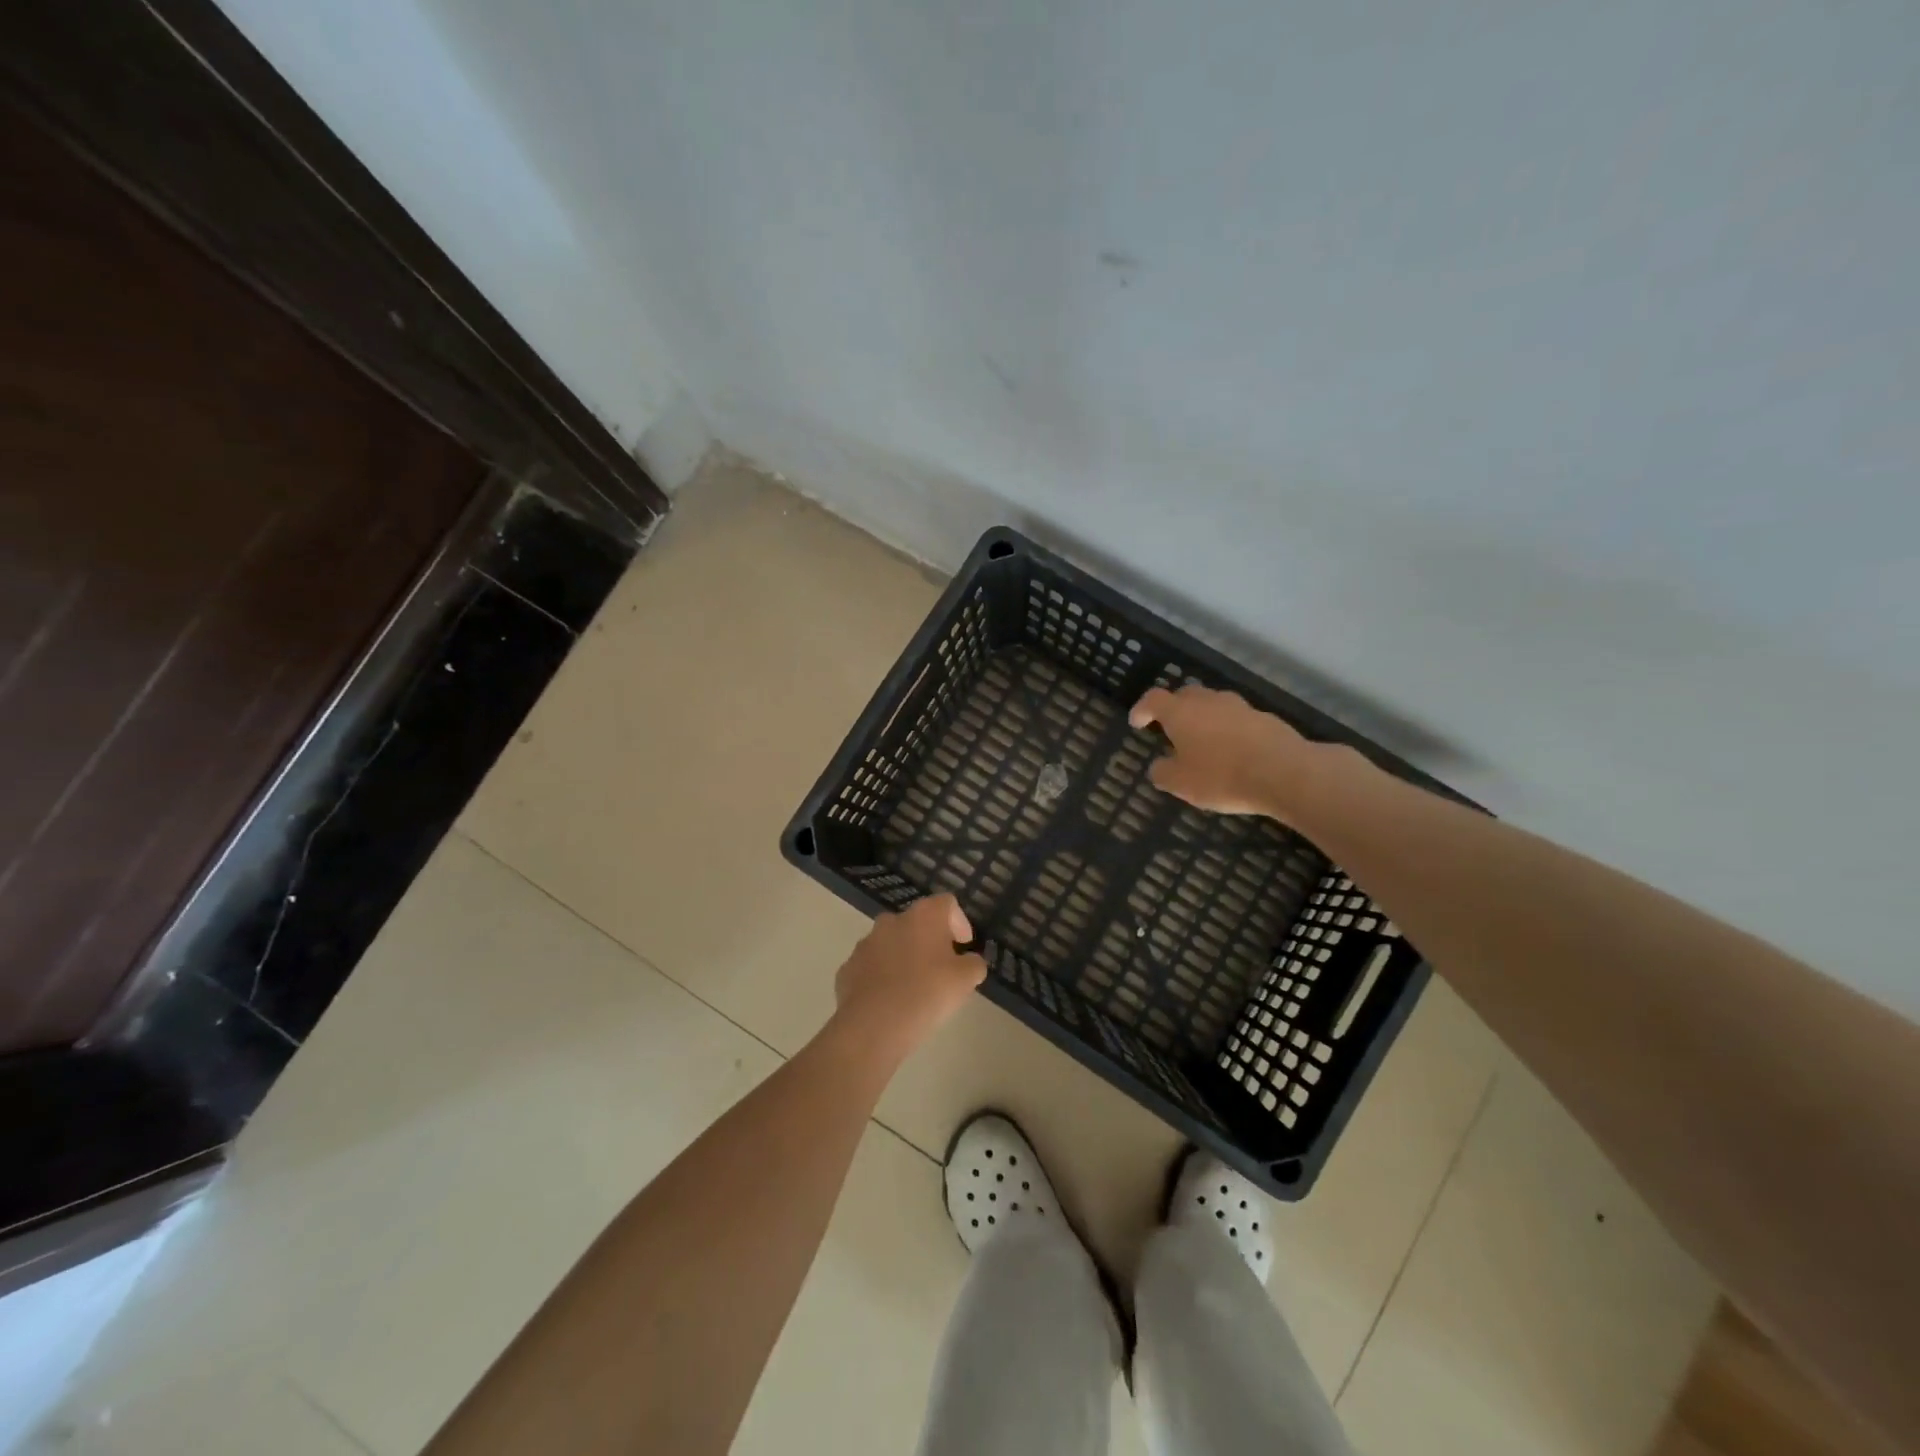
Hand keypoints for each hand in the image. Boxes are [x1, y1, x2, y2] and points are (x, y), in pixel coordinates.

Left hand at [833, 894, 986, 1060]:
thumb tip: (969, 961)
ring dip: (904, 956)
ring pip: (891, 943)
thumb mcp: (965, 980)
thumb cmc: (927, 994)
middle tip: (942, 966)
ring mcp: (866, 943)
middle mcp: (892, 920)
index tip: (964, 945)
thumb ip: (974, 964)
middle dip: (930, 939)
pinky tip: (891, 1000)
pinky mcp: (848, 967)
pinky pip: (871, 966)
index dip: (959, 921)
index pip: (947, 904)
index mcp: (923, 916)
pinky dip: (882, 976)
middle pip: (917, 921)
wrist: (874, 1026)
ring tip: (914, 986)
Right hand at [1129, 684, 1321, 820]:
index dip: (1142, 709)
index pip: (1154, 699)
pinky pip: (1239, 720)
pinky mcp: (1265, 719)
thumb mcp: (1181, 784)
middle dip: (1175, 709)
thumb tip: (1159, 766)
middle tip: (1171, 728)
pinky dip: (1230, 730)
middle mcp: (1209, 701)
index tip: (1137, 722)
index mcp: (1181, 713)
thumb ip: (1163, 773)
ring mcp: (1240, 707)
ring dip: (1205, 718)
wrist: (1284, 773)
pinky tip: (1234, 751)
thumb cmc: (1221, 776)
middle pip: (1186, 695)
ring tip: (1204, 741)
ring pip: (1215, 705)